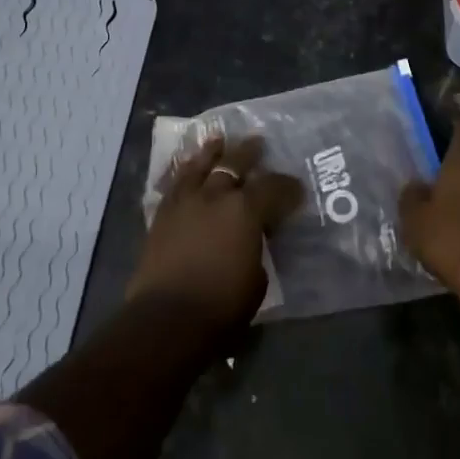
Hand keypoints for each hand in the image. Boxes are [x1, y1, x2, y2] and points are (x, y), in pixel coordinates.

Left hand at [127, 135, 301, 330]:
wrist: (166, 318)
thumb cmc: (221, 305)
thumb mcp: (257, 279)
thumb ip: (257, 248)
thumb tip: (255, 237)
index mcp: (246, 210)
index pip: (273, 187)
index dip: (288, 187)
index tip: (297, 188)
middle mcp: (216, 195)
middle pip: (234, 163)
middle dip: (249, 152)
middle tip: (258, 143)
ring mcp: (186, 201)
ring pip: (200, 165)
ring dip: (212, 152)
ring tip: (218, 140)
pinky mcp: (162, 214)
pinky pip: (176, 183)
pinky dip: (185, 171)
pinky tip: (187, 168)